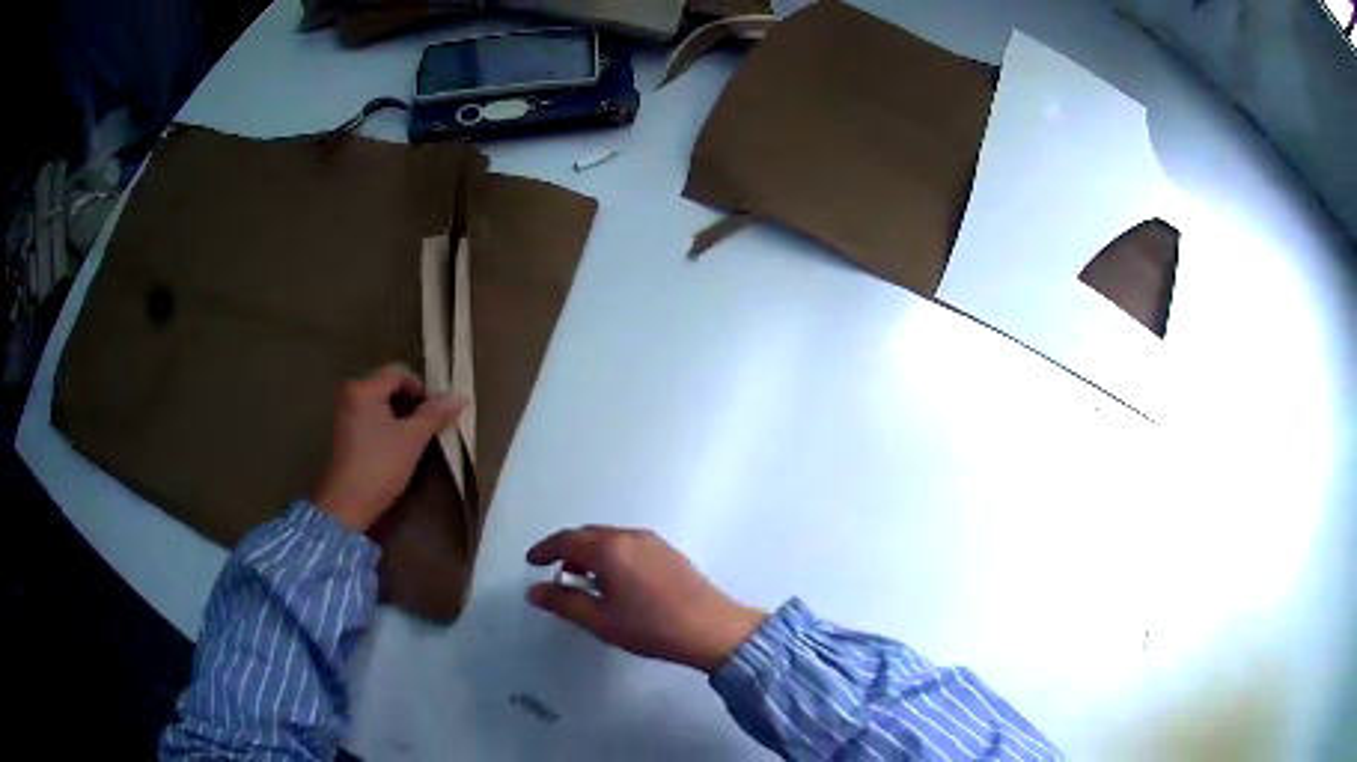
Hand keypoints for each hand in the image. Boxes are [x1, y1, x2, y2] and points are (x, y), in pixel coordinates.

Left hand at [313, 363, 466, 531]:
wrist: (348, 503)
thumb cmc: (380, 467)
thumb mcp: (412, 440)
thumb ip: (434, 415)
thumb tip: (460, 397)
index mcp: (364, 388)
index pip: (399, 373)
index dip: (422, 389)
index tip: (436, 413)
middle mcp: (350, 393)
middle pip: (389, 385)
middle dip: (412, 402)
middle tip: (428, 425)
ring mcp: (345, 412)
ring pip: (381, 402)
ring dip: (401, 415)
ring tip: (415, 437)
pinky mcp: (344, 431)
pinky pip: (371, 416)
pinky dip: (387, 424)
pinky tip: (397, 445)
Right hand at [526, 526, 764, 672]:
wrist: (712, 629)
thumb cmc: (651, 627)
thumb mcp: (600, 620)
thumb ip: (564, 602)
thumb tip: (535, 591)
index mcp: (609, 549)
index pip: (567, 540)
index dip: (545, 549)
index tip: (532, 562)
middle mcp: (630, 537)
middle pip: (589, 535)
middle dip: (568, 550)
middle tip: (556, 573)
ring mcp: (653, 542)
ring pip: (611, 539)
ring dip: (591, 553)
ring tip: (584, 581)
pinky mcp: (669, 553)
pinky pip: (629, 545)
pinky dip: (612, 556)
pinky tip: (616, 582)